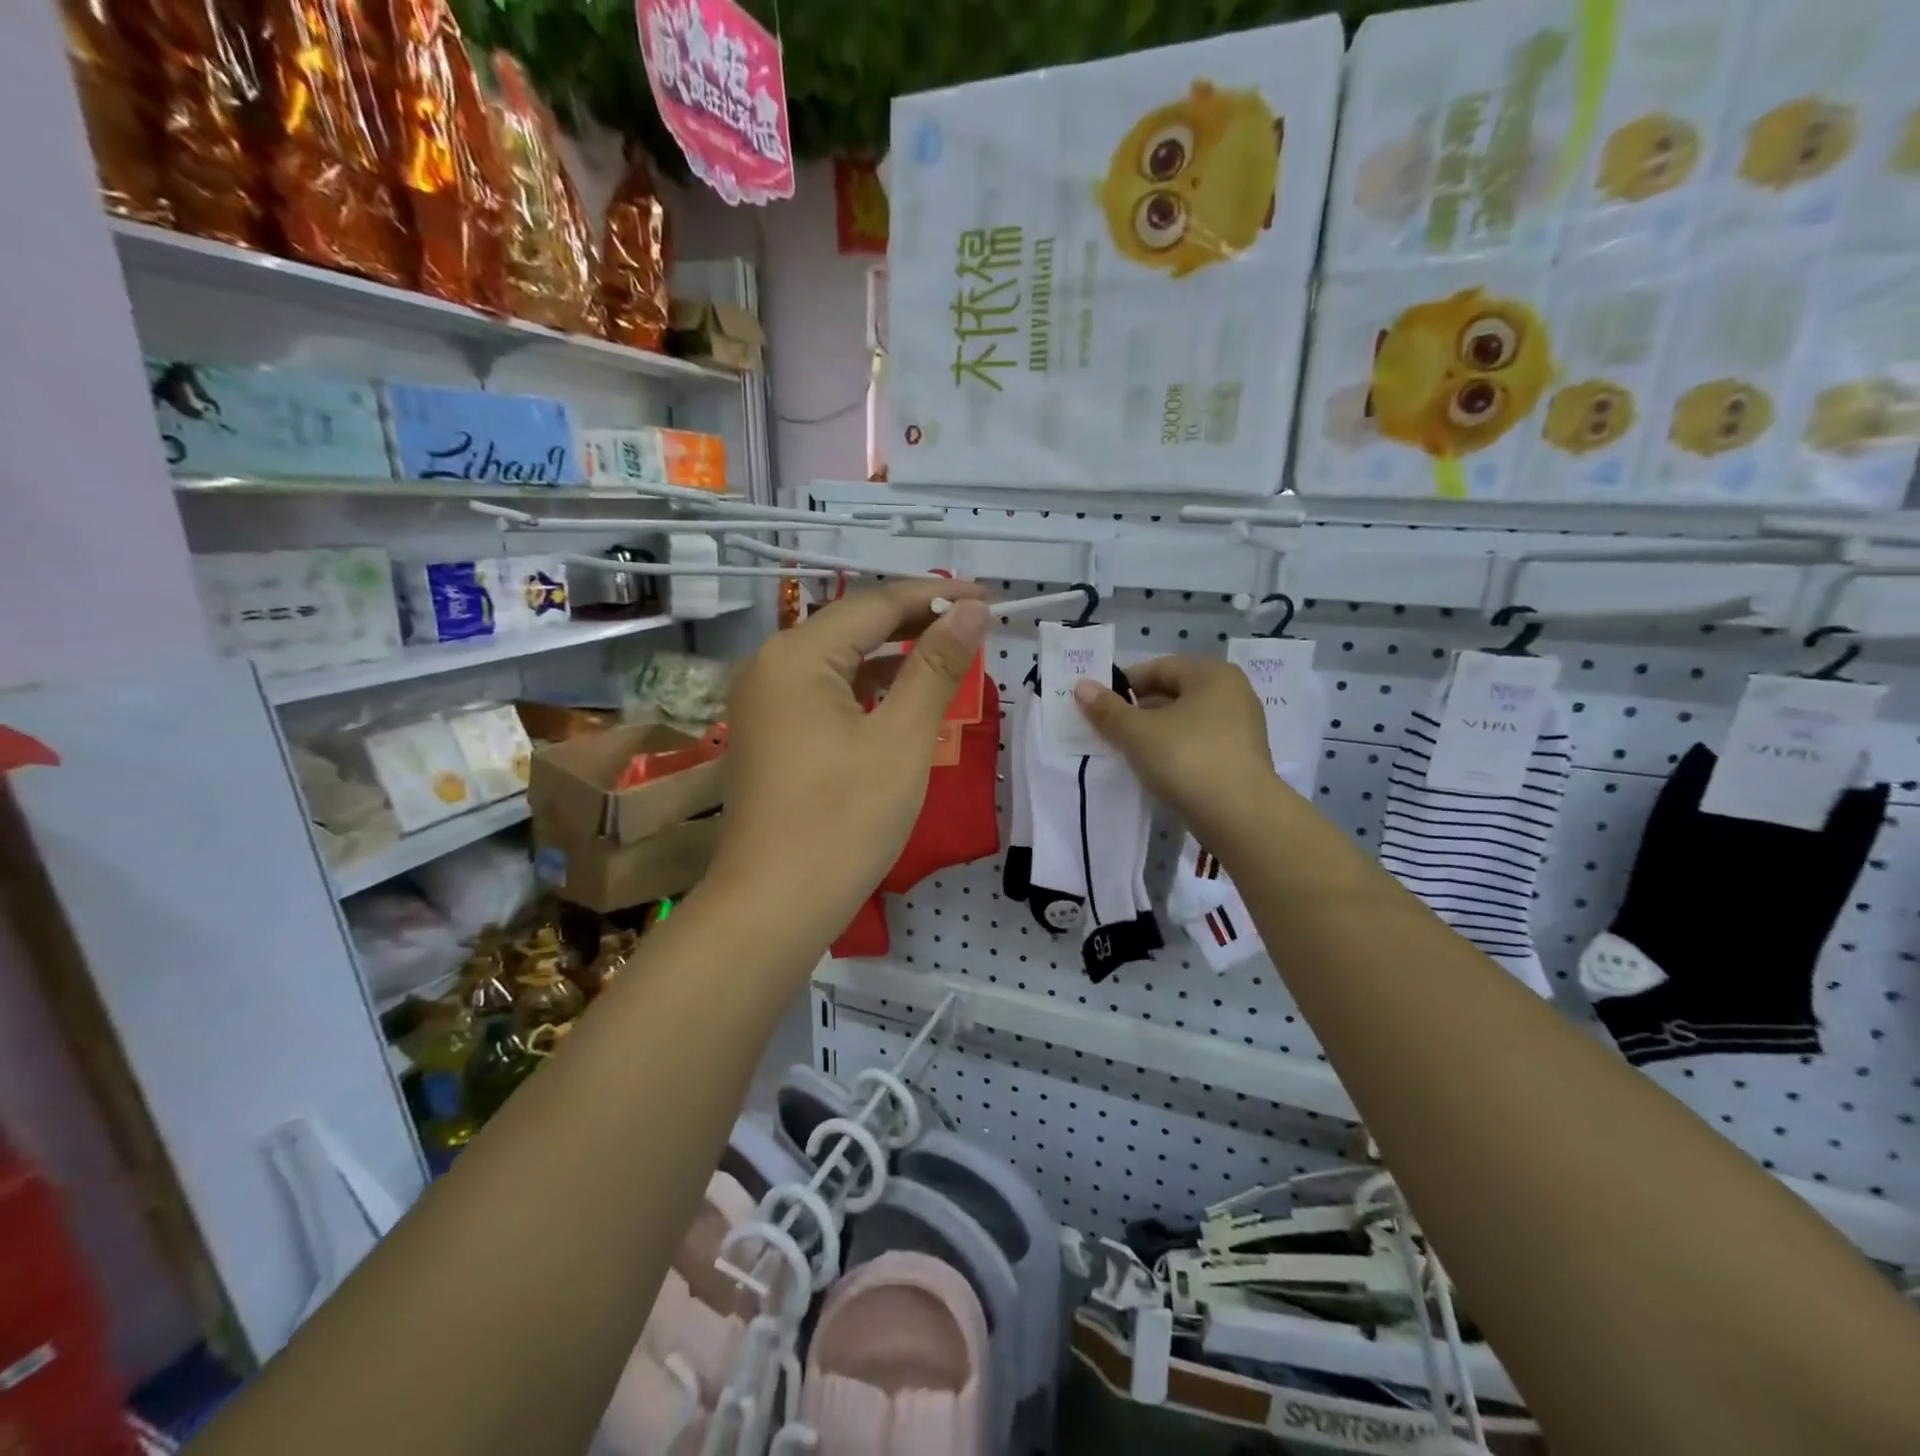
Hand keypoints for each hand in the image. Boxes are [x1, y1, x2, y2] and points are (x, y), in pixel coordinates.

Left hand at [714, 579, 990, 938]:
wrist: (774, 907)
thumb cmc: (844, 820)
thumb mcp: (902, 739)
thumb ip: (936, 667)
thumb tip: (970, 611)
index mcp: (797, 654)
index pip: (876, 604)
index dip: (936, 596)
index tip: (989, 598)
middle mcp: (771, 666)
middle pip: (855, 627)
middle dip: (916, 622)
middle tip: (975, 623)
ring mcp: (765, 703)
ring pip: (841, 661)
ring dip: (894, 656)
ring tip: (950, 653)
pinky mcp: (771, 735)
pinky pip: (826, 693)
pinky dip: (868, 690)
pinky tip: (902, 696)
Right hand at [1073, 656, 1280, 838]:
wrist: (1241, 817)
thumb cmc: (1187, 760)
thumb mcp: (1138, 733)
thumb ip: (1107, 709)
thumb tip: (1081, 686)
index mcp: (1212, 675)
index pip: (1158, 668)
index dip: (1123, 684)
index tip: (1096, 706)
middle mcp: (1232, 694)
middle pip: (1173, 694)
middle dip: (1137, 710)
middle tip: (1106, 730)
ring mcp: (1241, 728)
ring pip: (1184, 722)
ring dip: (1154, 733)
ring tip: (1125, 752)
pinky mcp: (1241, 760)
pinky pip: (1198, 745)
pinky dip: (1174, 751)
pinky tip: (1154, 770)